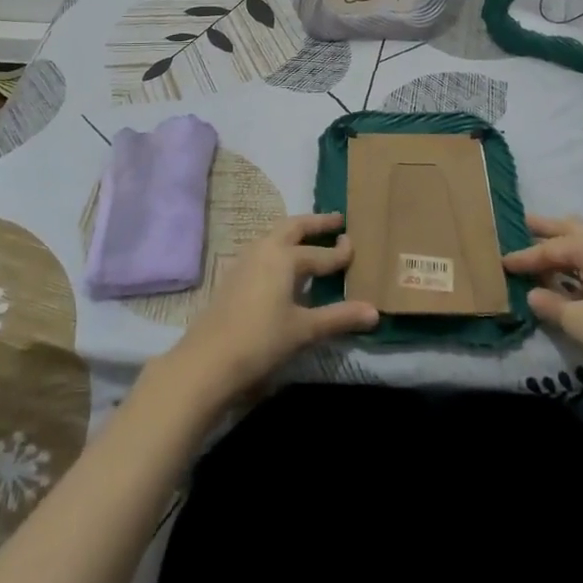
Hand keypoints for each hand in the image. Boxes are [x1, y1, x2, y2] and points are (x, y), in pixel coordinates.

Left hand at [157, 213, 377, 409]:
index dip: (340, 253)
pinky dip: (280, 249)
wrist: (207, 361)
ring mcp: (244, 261)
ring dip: (295, 234)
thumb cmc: (261, 341)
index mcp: (284, 257)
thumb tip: (374, 312)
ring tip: (311, 239)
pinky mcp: (233, 277)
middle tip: (337, 221)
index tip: (355, 246)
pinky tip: (283, 267)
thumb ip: (339, 317)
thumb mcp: (304, 330)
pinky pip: (263, 251)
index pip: (320, 253)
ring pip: (274, 236)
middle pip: (293, 227)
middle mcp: (264, 250)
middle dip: (316, 223)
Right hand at [503, 215, 582, 393]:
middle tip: (526, 222)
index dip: (525, 256)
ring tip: (549, 247)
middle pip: (575, 230)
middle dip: (549, 228)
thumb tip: (534, 294)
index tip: (503, 262)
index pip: (552, 248)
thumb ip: (551, 305)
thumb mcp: (580, 322)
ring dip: (568, 246)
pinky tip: (577, 279)